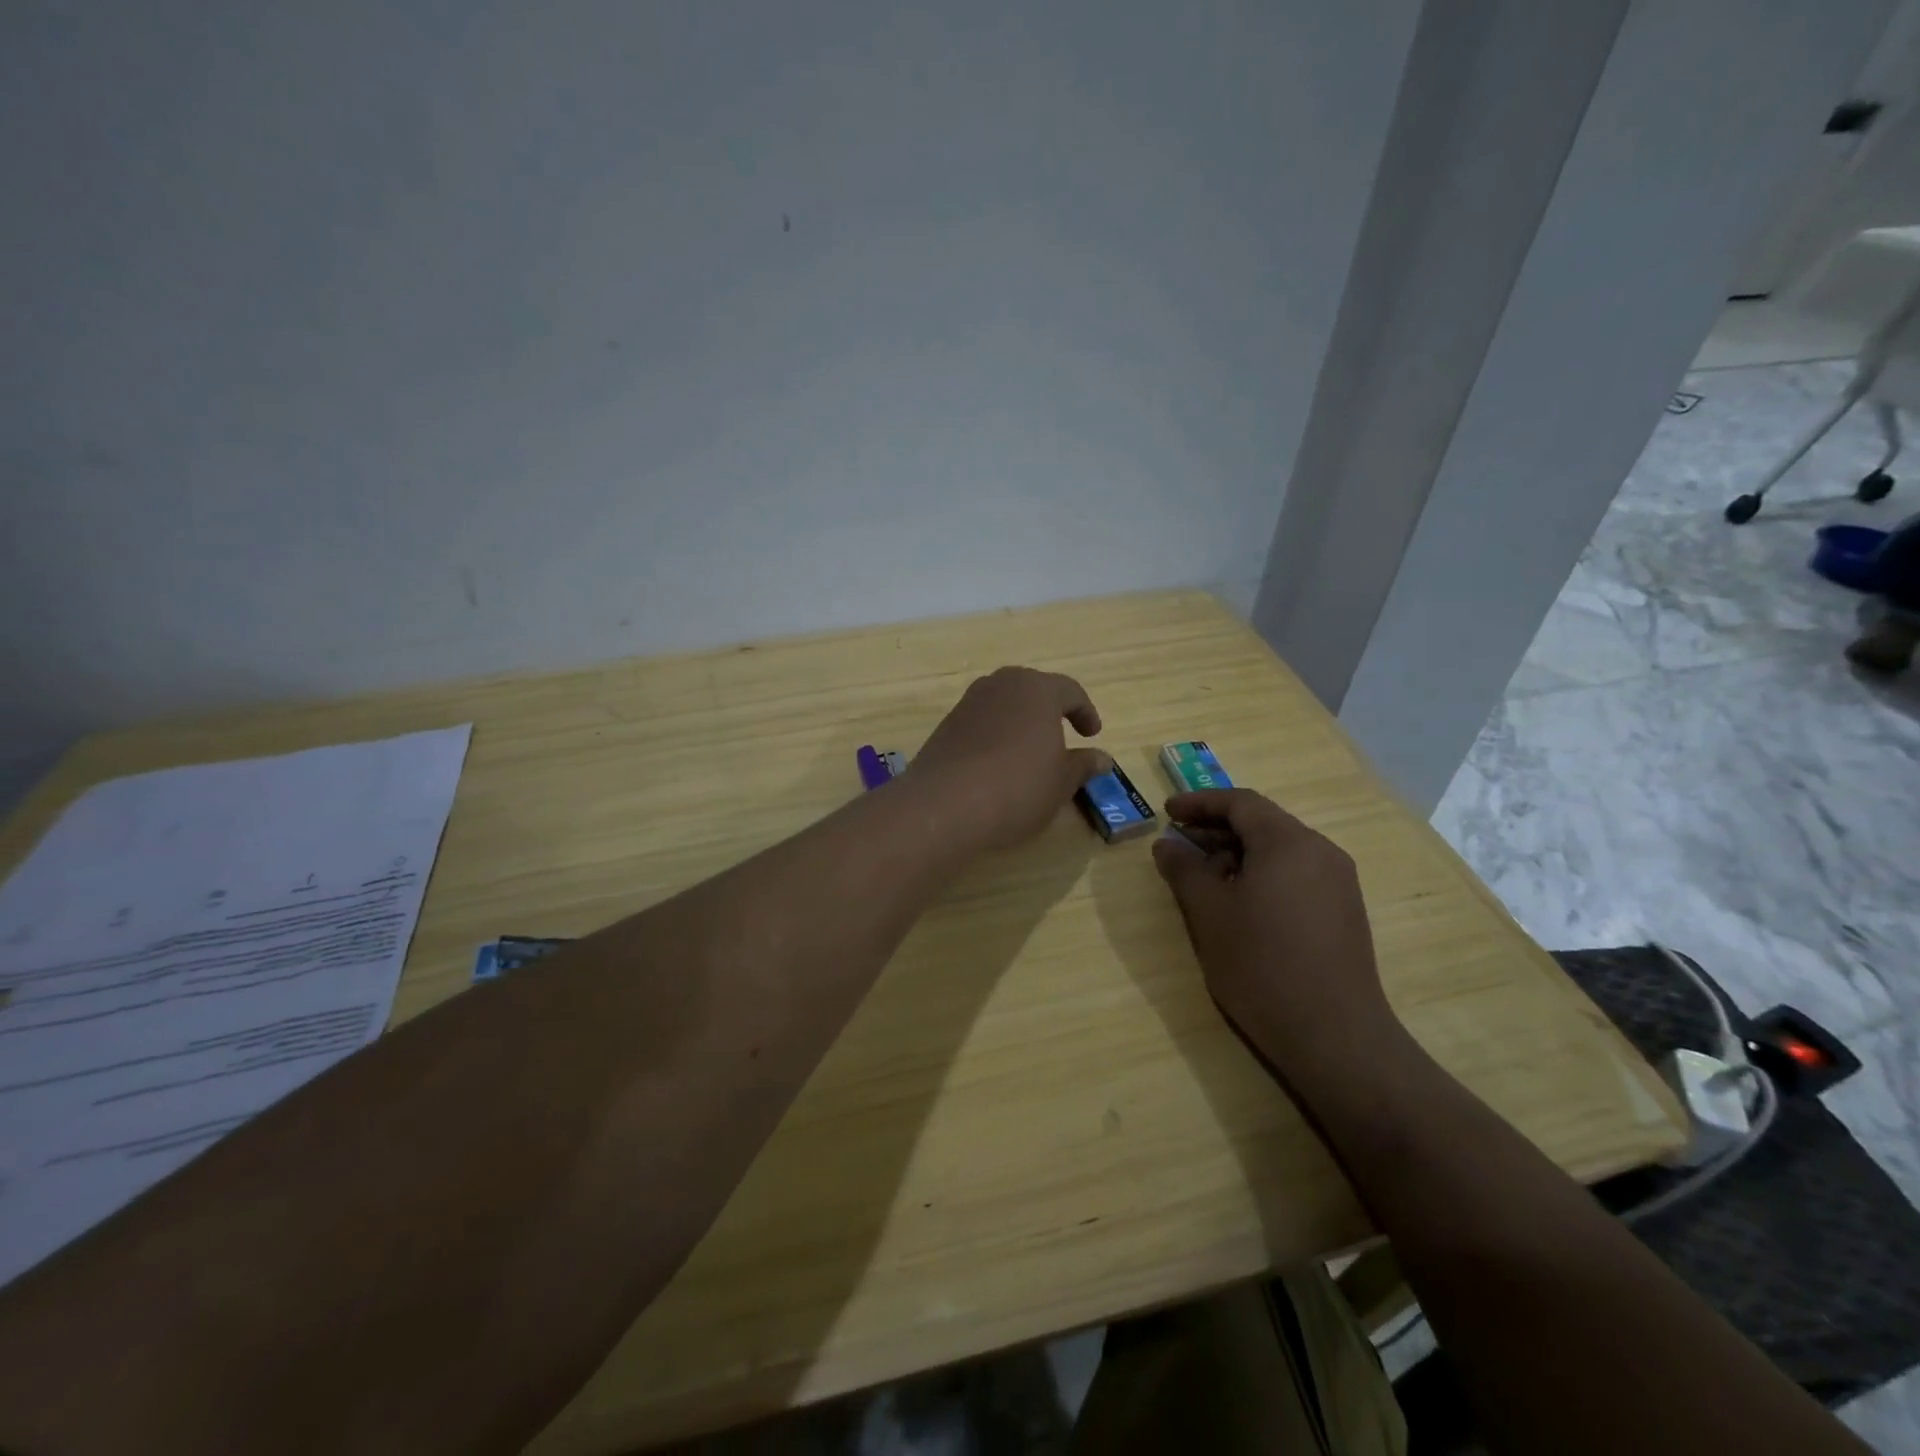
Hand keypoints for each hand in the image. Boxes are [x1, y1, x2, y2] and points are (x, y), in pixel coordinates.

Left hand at [906, 668, 1110, 852]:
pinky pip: (981, 722)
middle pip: (1033, 690)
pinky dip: (995, 735)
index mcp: (1037, 689)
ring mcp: (968, 703)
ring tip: (1029, 752)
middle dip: (1050, 710)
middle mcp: (1001, 685)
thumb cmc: (1017, 787)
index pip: (1070, 690)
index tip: (1092, 734)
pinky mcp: (946, 725)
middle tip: (1062, 736)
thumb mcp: (1061, 782)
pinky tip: (998, 765)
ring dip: (1020, 722)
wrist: (944, 805)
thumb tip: (1102, 758)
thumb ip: (1083, 765)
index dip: (1085, 712)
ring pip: (1004, 704)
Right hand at [1151, 788, 1402, 1077]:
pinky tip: (1239, 904)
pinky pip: (1296, 874)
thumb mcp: (1208, 913)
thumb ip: (1184, 870)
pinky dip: (1262, 874)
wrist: (1334, 1035)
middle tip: (1179, 844)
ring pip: (1280, 850)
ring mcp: (1338, 882)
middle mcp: (1320, 851)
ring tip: (1203, 878)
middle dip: (1216, 829)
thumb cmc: (1261, 964)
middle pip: (1262, 823)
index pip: (1240, 802)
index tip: (1167, 812)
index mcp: (1289, 842)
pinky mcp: (1344, 912)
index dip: (1199, 803)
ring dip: (1238, 854)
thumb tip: (1166, 844)